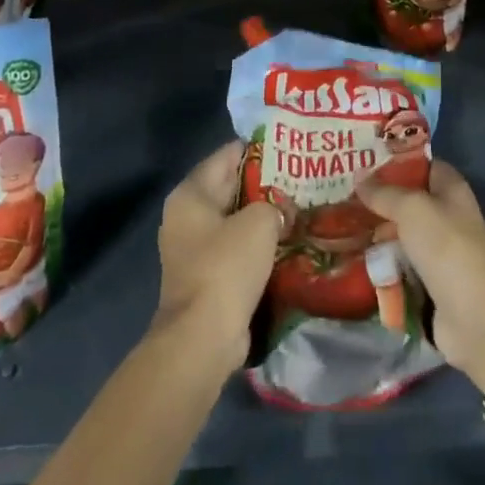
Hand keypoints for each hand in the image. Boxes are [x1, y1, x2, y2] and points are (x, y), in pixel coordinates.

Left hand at [152, 141, 280, 373]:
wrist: (203, 337)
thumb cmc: (226, 266)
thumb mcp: (260, 222)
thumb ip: (274, 204)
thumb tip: (281, 210)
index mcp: (190, 194)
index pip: (225, 156)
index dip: (256, 149)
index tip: (287, 146)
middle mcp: (185, 216)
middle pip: (228, 187)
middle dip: (262, 183)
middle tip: (299, 176)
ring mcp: (192, 249)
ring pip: (234, 220)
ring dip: (261, 216)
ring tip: (297, 206)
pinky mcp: (205, 276)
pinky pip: (235, 248)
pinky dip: (256, 243)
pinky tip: (285, 240)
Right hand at [357, 160, 484, 390]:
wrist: (475, 316)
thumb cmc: (446, 247)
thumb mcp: (412, 208)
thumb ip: (383, 192)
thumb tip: (358, 175)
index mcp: (450, 188)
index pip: (420, 165)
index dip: (393, 160)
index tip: (360, 160)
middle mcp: (445, 215)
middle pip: (406, 200)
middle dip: (376, 199)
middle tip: (339, 193)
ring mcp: (436, 250)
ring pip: (398, 233)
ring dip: (374, 232)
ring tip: (337, 225)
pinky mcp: (427, 281)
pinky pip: (397, 264)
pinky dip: (379, 262)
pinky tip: (351, 257)